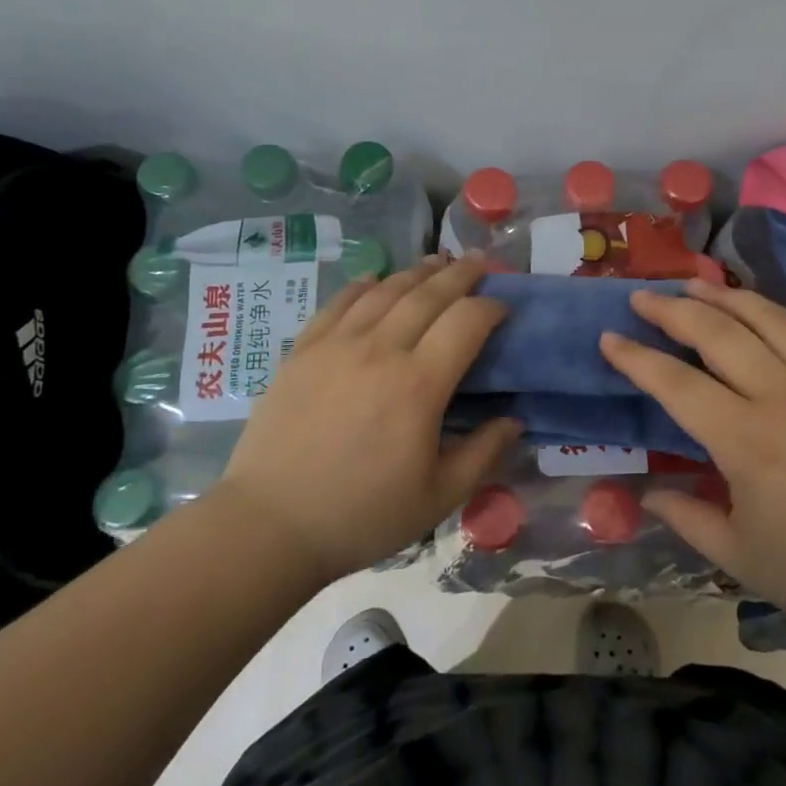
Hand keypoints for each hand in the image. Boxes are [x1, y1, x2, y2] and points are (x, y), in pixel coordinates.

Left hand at [215, 254, 518, 586]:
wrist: (270, 525)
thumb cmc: (361, 515)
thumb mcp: (438, 497)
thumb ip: (483, 454)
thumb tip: (514, 421)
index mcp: (419, 384)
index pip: (466, 321)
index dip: (490, 306)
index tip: (502, 306)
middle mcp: (380, 350)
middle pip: (428, 294)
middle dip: (460, 273)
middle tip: (479, 260)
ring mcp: (336, 344)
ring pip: (385, 290)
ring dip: (416, 272)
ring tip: (436, 262)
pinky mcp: (303, 350)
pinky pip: (340, 302)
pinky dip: (364, 285)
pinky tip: (375, 280)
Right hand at [600, 281, 785, 658]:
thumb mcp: (738, 557)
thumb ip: (686, 516)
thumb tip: (646, 492)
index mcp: (748, 441)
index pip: (677, 384)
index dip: (636, 358)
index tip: (607, 338)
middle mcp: (784, 396)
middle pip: (718, 332)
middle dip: (672, 309)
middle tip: (641, 297)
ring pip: (768, 317)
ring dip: (725, 296)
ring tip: (693, 284)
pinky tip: (769, 315)